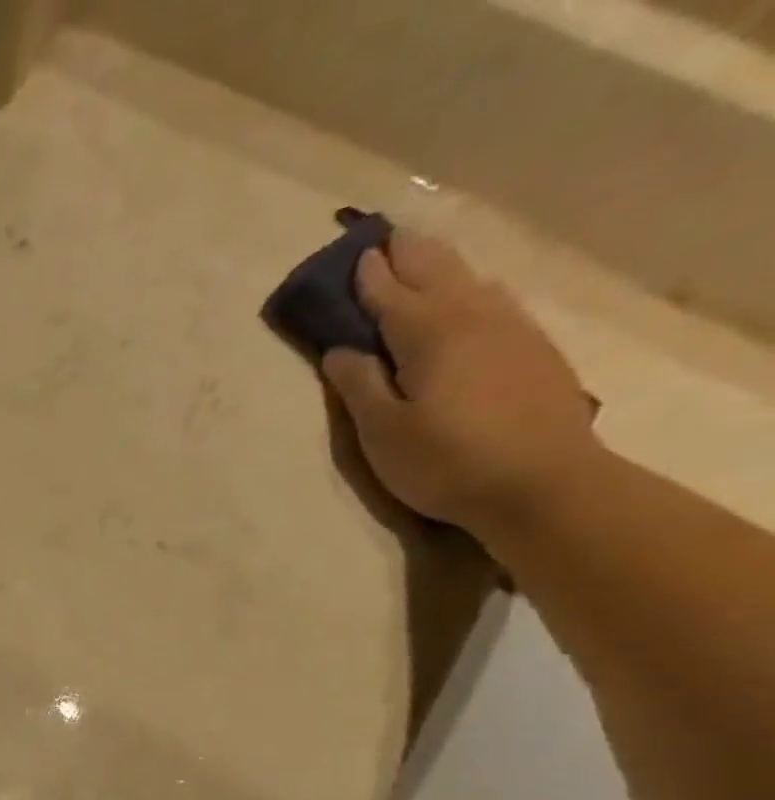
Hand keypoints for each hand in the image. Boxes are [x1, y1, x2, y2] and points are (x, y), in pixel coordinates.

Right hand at [322, 229, 601, 532]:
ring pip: (471, 281)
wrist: (540, 482)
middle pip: (438, 272)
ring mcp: (511, 329)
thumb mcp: (382, 432)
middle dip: (410, 253)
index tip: (355, 254)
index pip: (392, 294)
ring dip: (442, 265)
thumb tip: (340, 349)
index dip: (370, 275)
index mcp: (430, 334)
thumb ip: (358, 385)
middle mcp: (474, 317)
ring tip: (422, 258)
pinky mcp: (533, 349)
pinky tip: (468, 296)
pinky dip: (470, 289)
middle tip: (387, 237)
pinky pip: (493, 301)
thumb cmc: (444, 461)